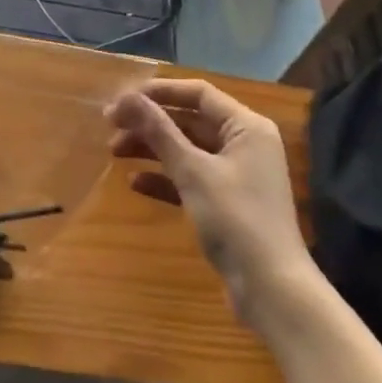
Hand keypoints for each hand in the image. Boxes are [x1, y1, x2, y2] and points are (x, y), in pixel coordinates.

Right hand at [107, 78, 313, 322]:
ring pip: (187, 150)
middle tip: (110, 127)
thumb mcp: (193, 171)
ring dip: (152, 148)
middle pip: (190, 120)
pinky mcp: (227, 204)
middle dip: (150, 122)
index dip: (159, 92)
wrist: (272, 291)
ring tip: (114, 152)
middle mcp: (244, 144)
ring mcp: (237, 175)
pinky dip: (165, 178)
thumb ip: (159, 131)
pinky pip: (191, 179)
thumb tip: (125, 97)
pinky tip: (135, 182)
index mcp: (246, 127)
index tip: (122, 99)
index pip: (198, 93)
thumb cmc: (236, 219)